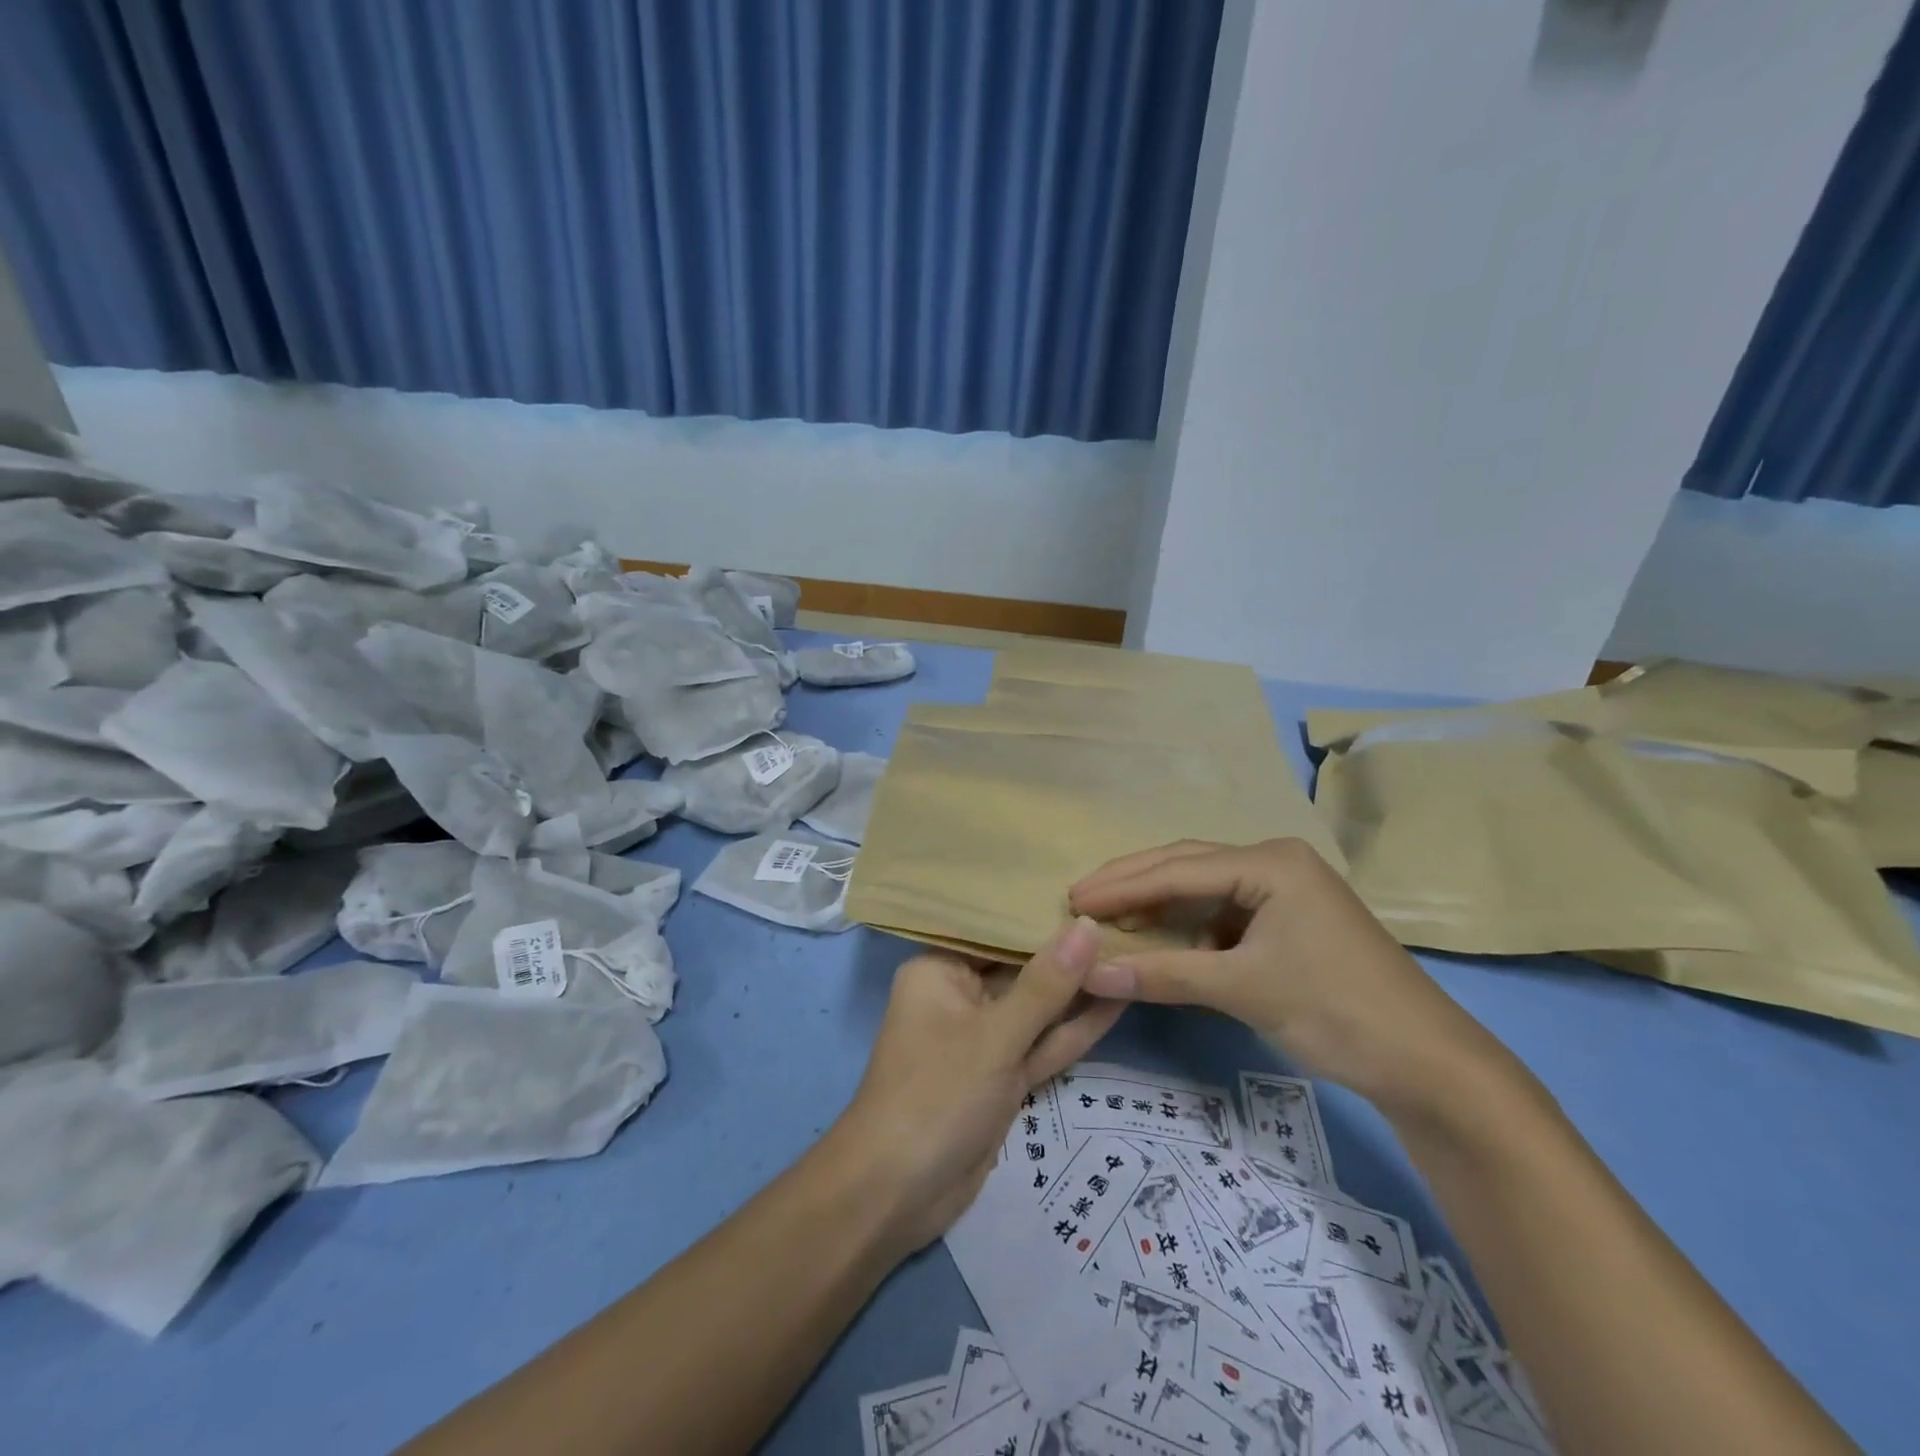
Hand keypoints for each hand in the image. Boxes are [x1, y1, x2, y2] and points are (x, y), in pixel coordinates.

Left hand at [831, 920, 1125, 1253]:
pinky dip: (1074, 1030)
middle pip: (1021, 968)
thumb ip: (1046, 984)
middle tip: (1127, 919)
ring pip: (1038, 1009)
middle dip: (1069, 952)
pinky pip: (1042, 1044)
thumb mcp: (995, 1035)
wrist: (897, 1195)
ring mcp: (985, 1040)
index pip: (997, 930)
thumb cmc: (936, 1094)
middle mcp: (961, 996)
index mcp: (941, 970)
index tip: (1094, 890)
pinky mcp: (1003, 1077)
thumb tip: (1087, 925)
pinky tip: (1118, 1000)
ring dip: (1080, 991)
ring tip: (1133, 953)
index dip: (1043, 912)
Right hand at [1069, 839, 1511, 1112]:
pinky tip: (1160, 939)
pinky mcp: (1288, 922)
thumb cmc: (1335, 1011)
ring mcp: (1285, 892)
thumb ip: (1163, 974)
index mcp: (1270, 862)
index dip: (1122, 885)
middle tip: (1080, 899)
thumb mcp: (1242, 988)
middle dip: (1133, 883)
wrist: (1429, 1066)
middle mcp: (1275, 863)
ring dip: (1157, 904)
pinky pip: (1222, 914)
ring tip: (1109, 917)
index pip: (1179, 868)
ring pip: (1203, 889)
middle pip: (1188, 865)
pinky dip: (1186, 926)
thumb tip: (1088, 971)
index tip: (1072, 899)